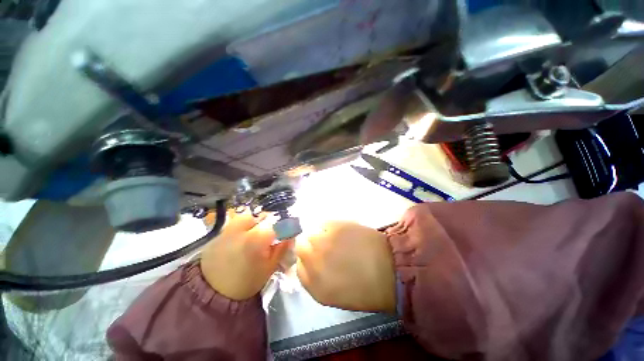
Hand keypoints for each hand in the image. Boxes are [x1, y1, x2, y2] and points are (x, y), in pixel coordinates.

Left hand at [200, 211, 290, 299]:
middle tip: (271, 236)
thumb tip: (291, 235)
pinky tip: (242, 238)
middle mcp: (243, 228)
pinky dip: (243, 226)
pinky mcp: (219, 232)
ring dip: (256, 223)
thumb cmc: (246, 283)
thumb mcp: (269, 268)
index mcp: (257, 238)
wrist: (212, 294)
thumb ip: (282, 249)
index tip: (289, 232)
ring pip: (249, 217)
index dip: (286, 227)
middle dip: (270, 224)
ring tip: (255, 235)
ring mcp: (229, 228)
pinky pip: (236, 223)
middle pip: (264, 217)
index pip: (278, 224)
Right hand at [295, 221, 395, 312]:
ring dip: (319, 235)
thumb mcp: (336, 295)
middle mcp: (314, 261)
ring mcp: (324, 242)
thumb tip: (311, 264)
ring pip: (311, 233)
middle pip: (301, 246)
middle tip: (324, 246)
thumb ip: (317, 280)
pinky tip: (341, 232)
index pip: (299, 268)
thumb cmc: (367, 288)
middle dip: (309, 246)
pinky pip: (323, 223)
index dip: (307, 261)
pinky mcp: (335, 226)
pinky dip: (328, 227)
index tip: (316, 259)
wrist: (391, 269)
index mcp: (315, 286)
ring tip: (334, 238)